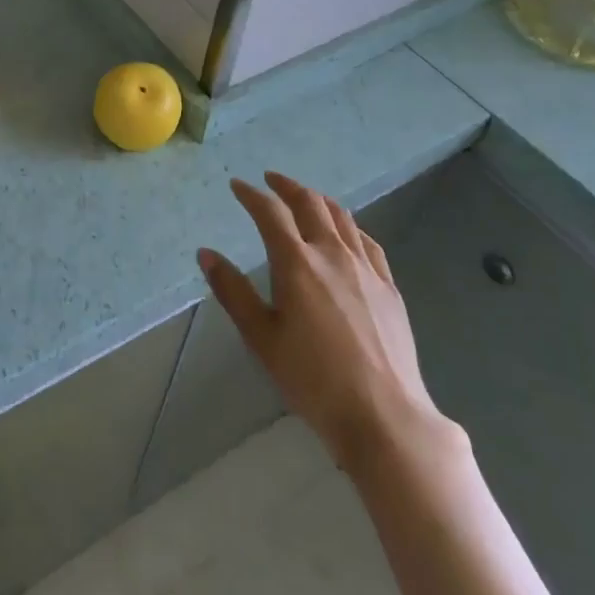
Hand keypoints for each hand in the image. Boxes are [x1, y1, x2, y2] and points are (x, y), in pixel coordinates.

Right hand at [199, 172, 450, 474]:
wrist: (383, 414)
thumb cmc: (312, 379)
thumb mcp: (261, 338)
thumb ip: (233, 292)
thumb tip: (206, 254)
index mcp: (296, 263)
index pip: (270, 213)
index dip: (251, 195)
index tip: (238, 185)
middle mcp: (332, 253)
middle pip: (310, 203)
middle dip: (287, 187)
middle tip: (271, 181)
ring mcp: (366, 267)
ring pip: (341, 217)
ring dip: (318, 199)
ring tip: (305, 198)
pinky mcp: (388, 285)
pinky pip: (367, 241)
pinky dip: (349, 225)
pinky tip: (346, 232)